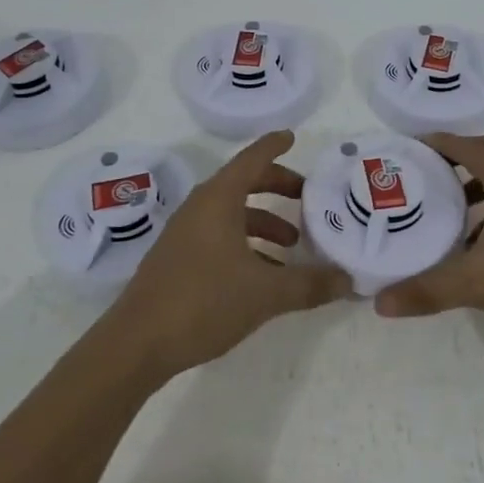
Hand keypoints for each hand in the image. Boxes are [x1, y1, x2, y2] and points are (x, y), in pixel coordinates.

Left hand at [107, 130, 349, 377]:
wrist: (136, 345)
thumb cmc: (203, 302)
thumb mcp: (265, 293)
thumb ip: (309, 284)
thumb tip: (347, 280)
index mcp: (219, 200)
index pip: (251, 159)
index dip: (273, 146)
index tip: (291, 137)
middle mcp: (200, 208)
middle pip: (242, 183)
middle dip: (276, 186)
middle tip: (306, 196)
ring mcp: (184, 234)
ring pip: (231, 213)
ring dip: (262, 220)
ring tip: (292, 245)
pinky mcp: (177, 259)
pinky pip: (218, 235)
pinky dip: (245, 242)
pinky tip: (263, 274)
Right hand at [373, 133, 483, 356]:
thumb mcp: (478, 285)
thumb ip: (428, 290)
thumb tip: (379, 301)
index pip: (471, 149)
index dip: (442, 143)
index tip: (411, 145)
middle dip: (460, 152)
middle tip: (427, 165)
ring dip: (474, 180)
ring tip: (442, 199)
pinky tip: (469, 239)